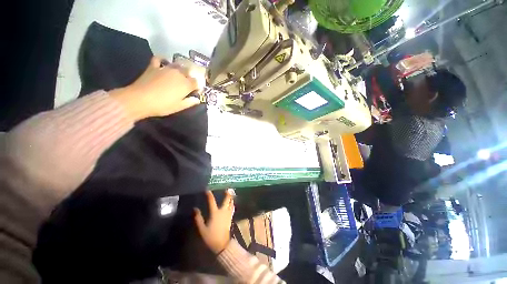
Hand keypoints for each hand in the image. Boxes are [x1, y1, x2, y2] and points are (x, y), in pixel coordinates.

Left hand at [110, 56, 199, 120]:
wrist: (140, 99)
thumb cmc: (163, 105)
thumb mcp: (179, 107)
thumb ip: (190, 102)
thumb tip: (197, 99)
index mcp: (186, 84)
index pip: (196, 82)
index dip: (196, 87)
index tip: (194, 92)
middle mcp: (178, 74)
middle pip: (188, 71)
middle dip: (189, 76)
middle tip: (186, 84)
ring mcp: (166, 68)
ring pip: (177, 64)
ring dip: (179, 69)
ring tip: (178, 74)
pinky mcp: (154, 66)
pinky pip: (159, 58)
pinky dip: (163, 59)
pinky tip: (164, 63)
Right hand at [194, 190, 234, 253]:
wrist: (222, 245)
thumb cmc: (211, 237)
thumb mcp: (202, 229)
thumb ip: (198, 218)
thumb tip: (195, 209)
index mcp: (215, 213)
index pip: (212, 201)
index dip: (209, 195)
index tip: (207, 190)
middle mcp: (223, 211)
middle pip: (227, 199)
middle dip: (227, 193)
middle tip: (226, 188)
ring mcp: (228, 214)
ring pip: (231, 202)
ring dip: (230, 197)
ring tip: (230, 193)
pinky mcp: (230, 217)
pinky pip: (232, 207)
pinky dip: (232, 203)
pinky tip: (231, 202)